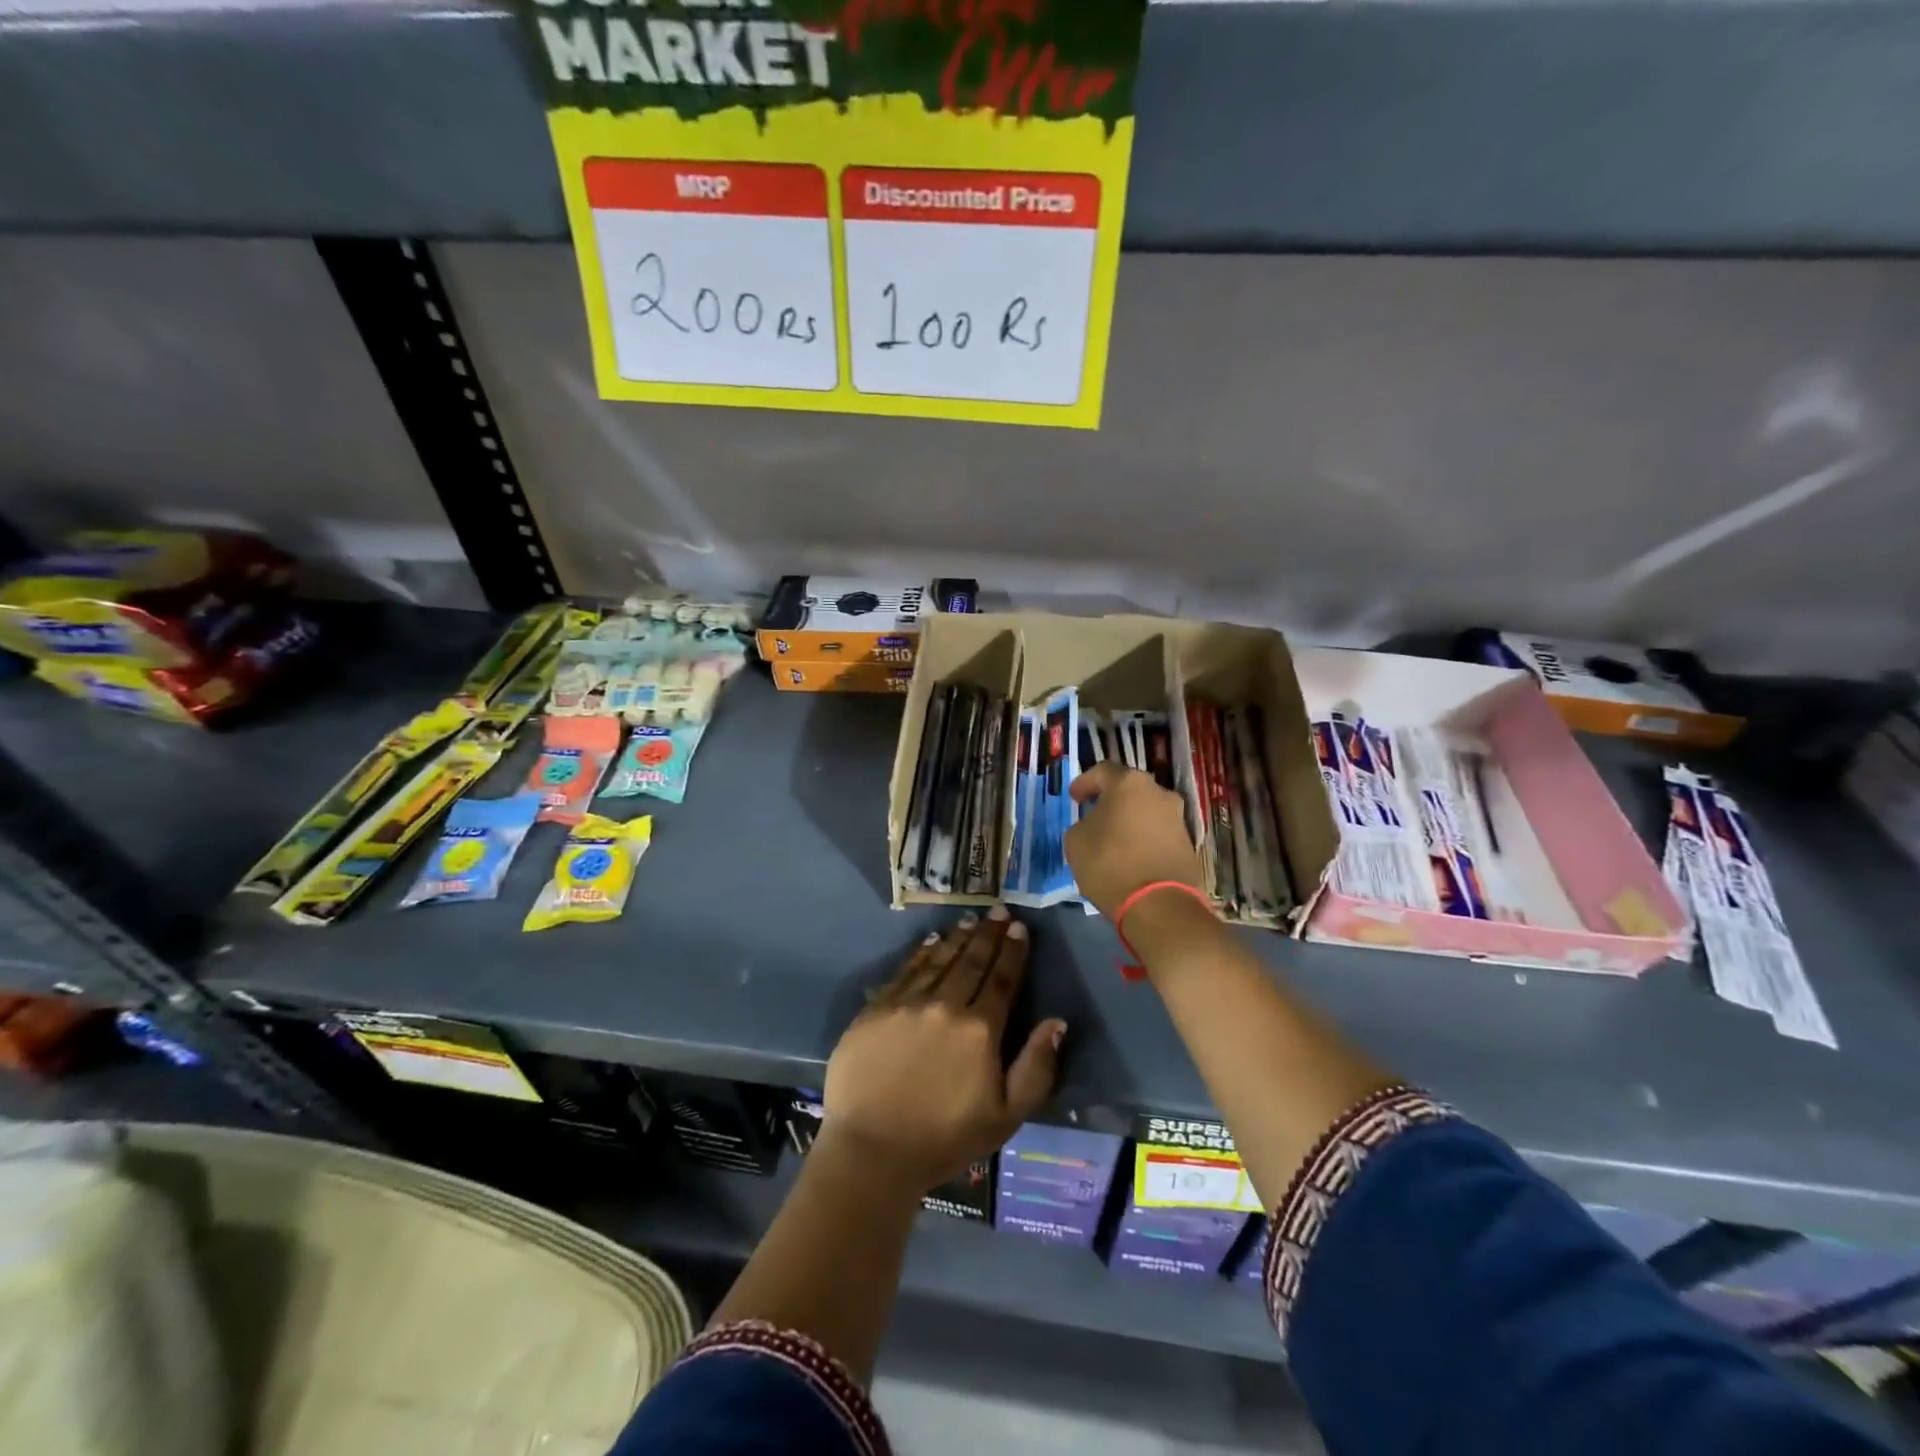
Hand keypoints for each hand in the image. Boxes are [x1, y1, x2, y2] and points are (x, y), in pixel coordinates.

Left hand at [822, 908, 1065, 1193]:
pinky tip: (931, 941)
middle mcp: (945, 1005)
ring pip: (939, 960)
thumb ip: (1036, 1068)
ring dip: (958, 938)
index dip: (1012, 952)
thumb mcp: (1006, 1116)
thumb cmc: (945, 1138)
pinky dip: (922, 953)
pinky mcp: (876, 1008)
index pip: (1002, 979)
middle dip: (988, 934)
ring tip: (970, 921)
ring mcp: (907, 1003)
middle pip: (971, 961)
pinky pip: (905, 971)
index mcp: (980, 1030)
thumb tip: (1056, 1022)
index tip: (1019, 928)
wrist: (872, 1151)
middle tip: (997, 911)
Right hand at [1064, 761, 1204, 919]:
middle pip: (1130, 790)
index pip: (1102, 771)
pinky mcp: (1188, 845)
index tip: (1074, 798)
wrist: (1159, 905)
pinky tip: (1130, 856)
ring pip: (1147, 811)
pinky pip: (1158, 834)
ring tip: (1112, 839)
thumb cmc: (1110, 864)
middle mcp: (1159, 793)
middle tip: (1094, 815)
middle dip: (1111, 801)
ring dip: (1129, 821)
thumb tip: (1094, 825)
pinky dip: (1143, 839)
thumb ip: (1083, 824)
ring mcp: (1178, 819)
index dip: (1084, 782)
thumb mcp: (1076, 841)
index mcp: (1130, 784)